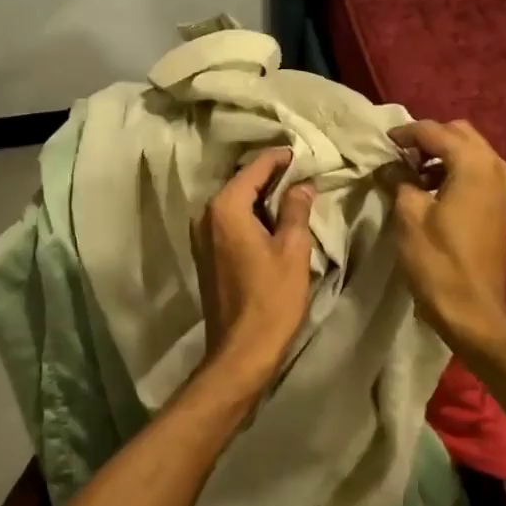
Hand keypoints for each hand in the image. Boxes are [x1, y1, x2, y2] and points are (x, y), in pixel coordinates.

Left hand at [192, 148, 315, 389]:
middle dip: (271, 177)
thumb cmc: (271, 298)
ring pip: (235, 203)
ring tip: (294, 195)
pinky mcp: (206, 254)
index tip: (302, 154)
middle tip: (303, 173)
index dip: (280, 159)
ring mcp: (202, 236)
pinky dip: (251, 215)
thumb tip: (302, 185)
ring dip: (261, 197)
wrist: (241, 351)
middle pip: (241, 183)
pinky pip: (229, 222)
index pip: (255, 168)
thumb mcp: (293, 249)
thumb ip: (296, 210)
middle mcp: (206, 215)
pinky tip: (274, 222)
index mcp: (225, 208)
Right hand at [388, 120, 505, 355]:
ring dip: (442, 154)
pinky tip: (433, 189)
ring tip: (412, 172)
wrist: (473, 311)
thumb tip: (390, 166)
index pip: (435, 131)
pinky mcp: (503, 204)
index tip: (383, 142)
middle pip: (459, 133)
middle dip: (429, 139)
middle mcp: (497, 166)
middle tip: (399, 155)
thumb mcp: (409, 216)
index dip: (406, 133)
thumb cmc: (438, 262)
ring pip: (471, 151)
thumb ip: (399, 180)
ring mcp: (505, 186)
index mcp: (474, 164)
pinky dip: (456, 170)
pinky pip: (479, 171)